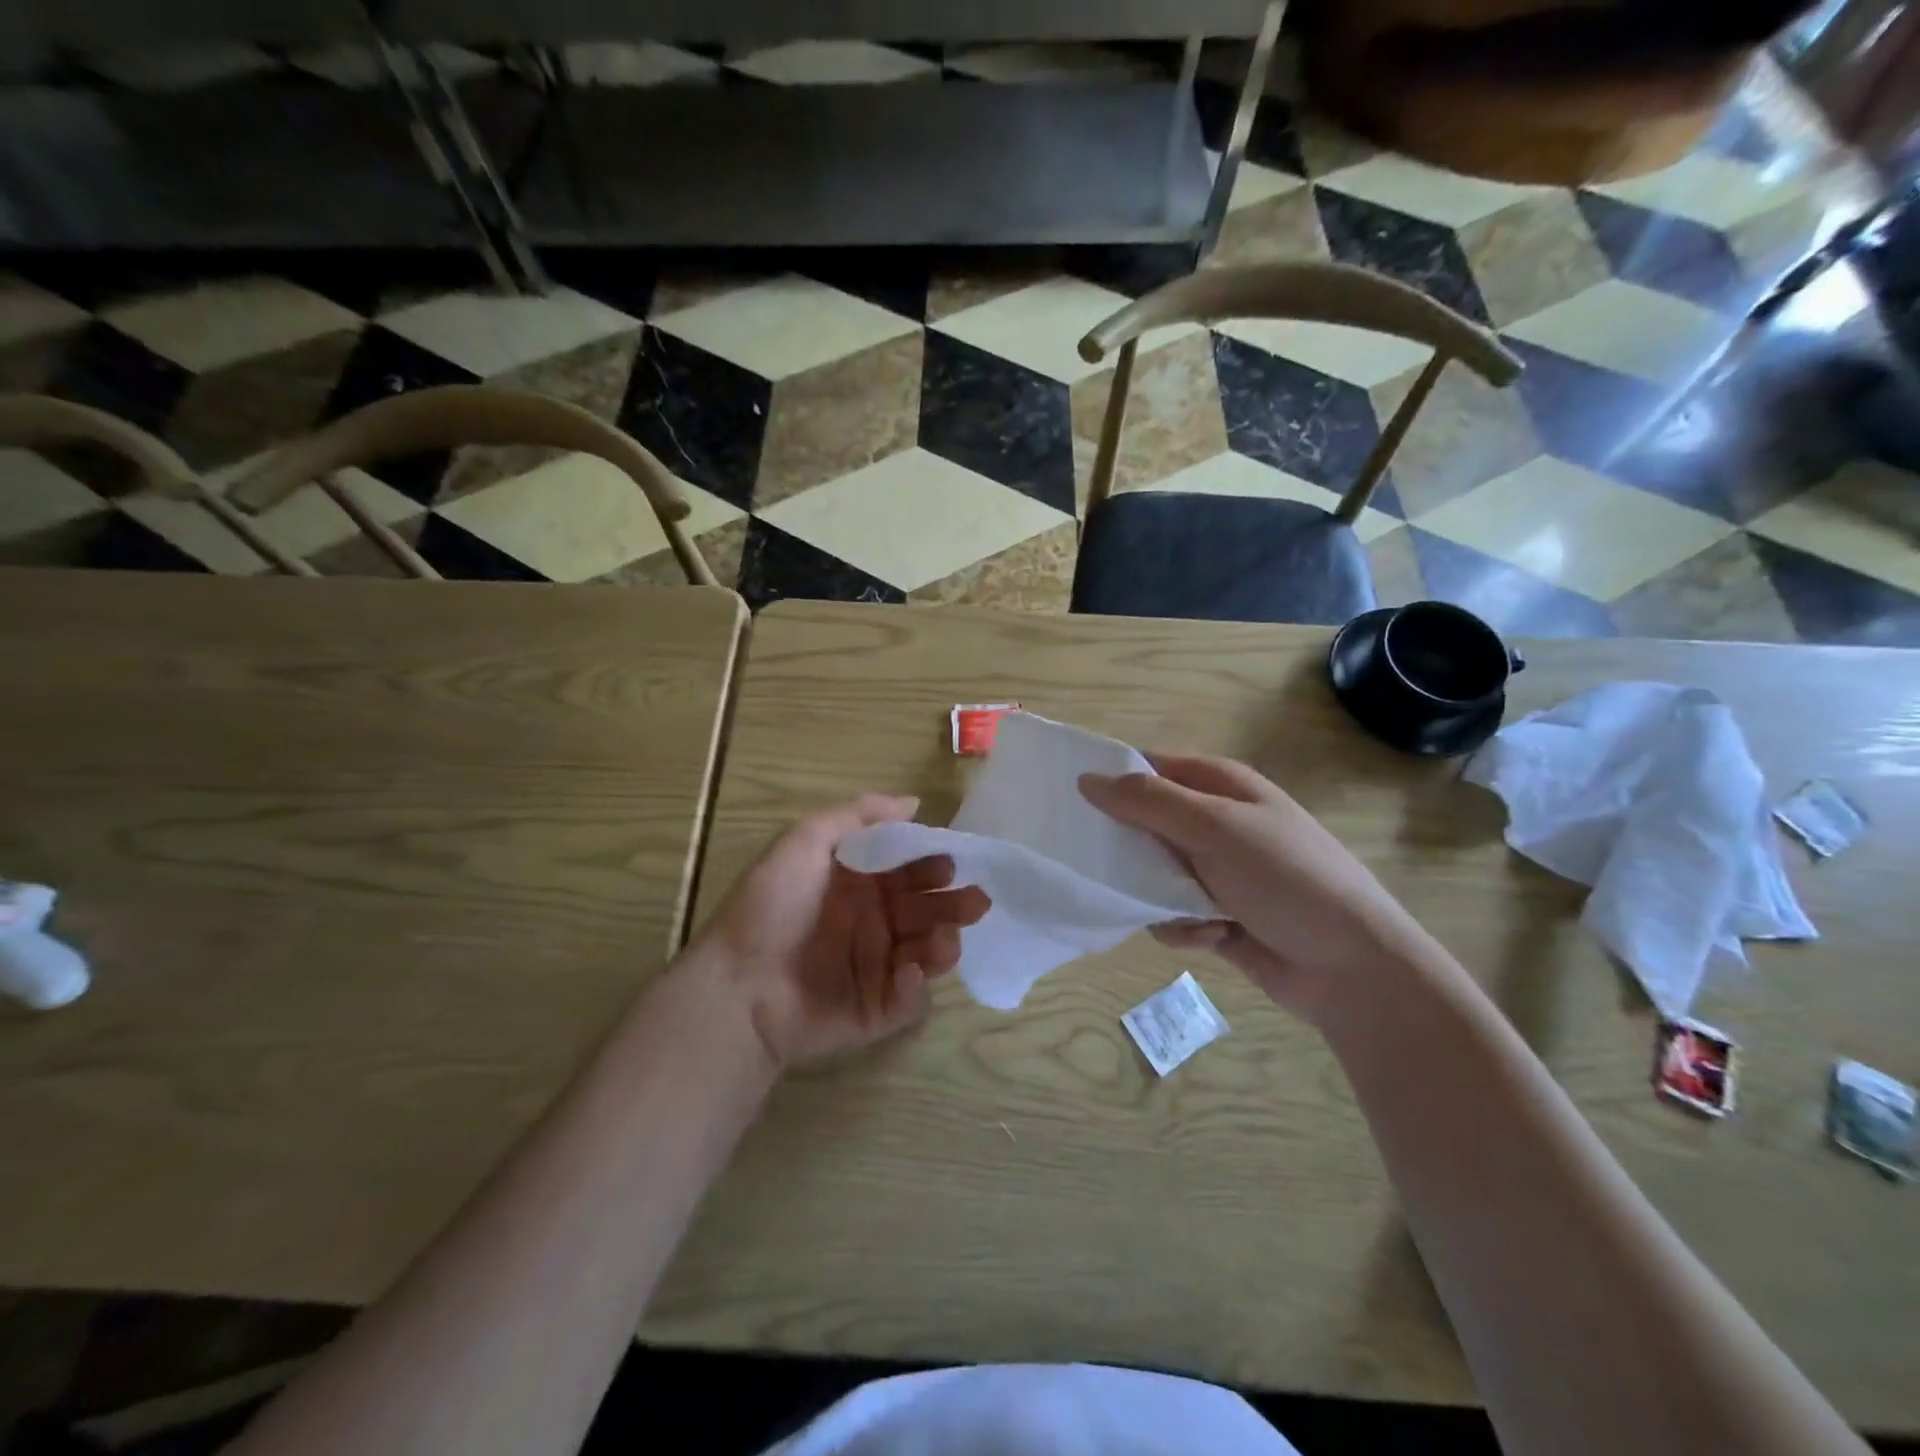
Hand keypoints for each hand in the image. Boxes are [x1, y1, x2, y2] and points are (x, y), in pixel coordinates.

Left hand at [691, 794, 990, 1068]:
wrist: (738, 987)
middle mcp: (869, 925)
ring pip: (924, 952)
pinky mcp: (874, 1012)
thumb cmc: (772, 906)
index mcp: (854, 886)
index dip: (930, 865)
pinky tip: (910, 972)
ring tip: (947, 937)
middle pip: (923, 911)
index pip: (905, 871)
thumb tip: (912, 802)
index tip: (949, 862)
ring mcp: (873, 969)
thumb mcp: (804, 841)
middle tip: (975, 901)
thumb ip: (857, 815)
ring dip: (944, 942)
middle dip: (952, 903)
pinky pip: (907, 998)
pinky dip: (916, 986)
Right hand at [1080, 755, 1424, 1021]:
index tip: (1074, 803)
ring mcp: (1218, 872)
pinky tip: (1211, 937)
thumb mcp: (1218, 829)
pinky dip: (1183, 927)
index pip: (1150, 768)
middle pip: (1145, 824)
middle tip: (1113, 866)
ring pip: (1152, 874)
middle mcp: (1216, 824)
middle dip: (1130, 849)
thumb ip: (1150, 802)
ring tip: (1184, 910)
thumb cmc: (1288, 881)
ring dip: (1158, 896)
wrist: (1353, 968)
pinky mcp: (1217, 917)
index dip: (1114, 780)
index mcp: (1221, 787)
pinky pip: (1172, 915)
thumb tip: (1086, 779)